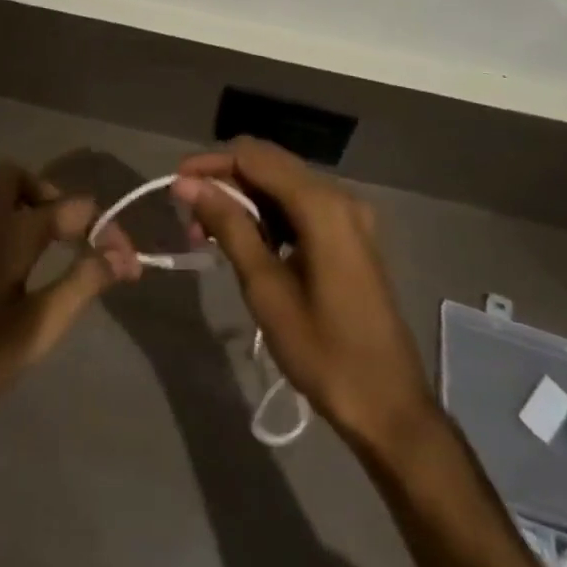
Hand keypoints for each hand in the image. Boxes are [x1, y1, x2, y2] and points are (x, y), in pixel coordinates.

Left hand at [0, 162, 141, 461]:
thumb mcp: (38, 327)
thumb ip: (82, 284)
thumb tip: (121, 254)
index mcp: (11, 231)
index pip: (71, 207)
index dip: (105, 229)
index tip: (128, 263)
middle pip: (18, 178)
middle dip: (52, 194)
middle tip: (74, 234)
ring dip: (29, 207)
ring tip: (54, 245)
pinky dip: (11, 224)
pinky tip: (24, 265)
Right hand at [173, 139, 436, 456]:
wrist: (390, 408)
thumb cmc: (324, 352)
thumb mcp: (266, 289)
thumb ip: (228, 226)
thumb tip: (188, 184)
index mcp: (322, 204)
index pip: (255, 158)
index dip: (212, 163)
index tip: (175, 183)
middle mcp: (339, 195)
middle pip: (270, 164)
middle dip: (226, 181)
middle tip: (189, 213)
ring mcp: (349, 214)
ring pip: (283, 184)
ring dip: (245, 199)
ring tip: (208, 233)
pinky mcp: (350, 234)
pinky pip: (300, 205)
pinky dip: (269, 214)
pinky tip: (246, 241)